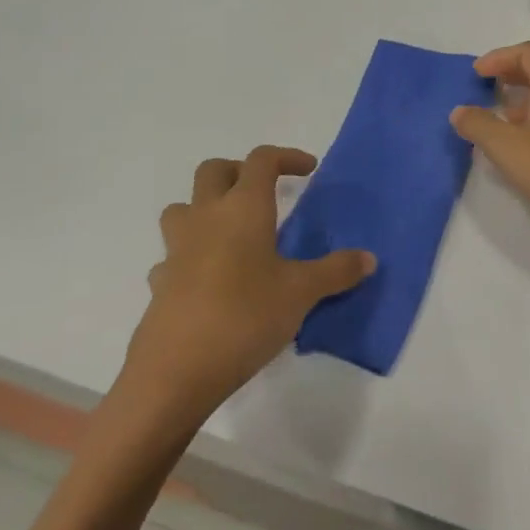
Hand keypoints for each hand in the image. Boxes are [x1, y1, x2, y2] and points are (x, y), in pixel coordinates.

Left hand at [111, 146, 374, 444]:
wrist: (175, 372)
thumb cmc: (245, 317)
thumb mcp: (302, 293)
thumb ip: (336, 271)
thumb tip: (369, 258)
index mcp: (243, 210)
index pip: (261, 161)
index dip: (286, 156)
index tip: (308, 170)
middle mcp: (206, 219)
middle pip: (213, 171)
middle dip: (240, 171)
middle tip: (265, 192)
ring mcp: (176, 250)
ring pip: (183, 208)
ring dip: (206, 208)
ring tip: (233, 232)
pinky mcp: (160, 283)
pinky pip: (173, 256)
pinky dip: (191, 256)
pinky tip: (210, 280)